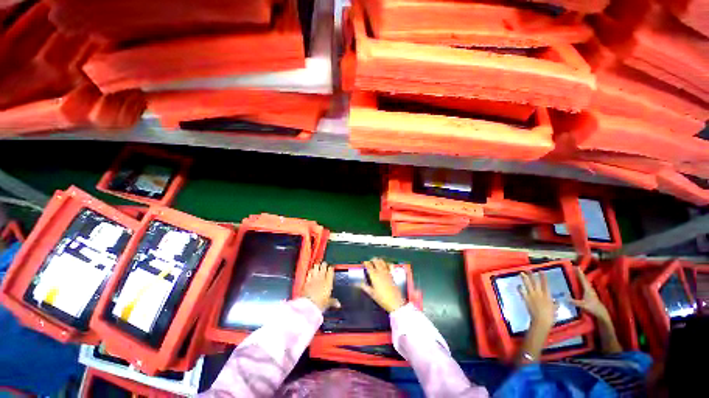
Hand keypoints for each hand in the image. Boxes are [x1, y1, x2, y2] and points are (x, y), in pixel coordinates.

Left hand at [301, 262, 340, 311]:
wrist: (309, 305)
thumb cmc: (320, 304)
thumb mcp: (328, 303)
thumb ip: (333, 301)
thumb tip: (338, 304)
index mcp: (328, 281)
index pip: (330, 270)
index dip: (331, 268)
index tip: (331, 268)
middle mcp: (321, 277)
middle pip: (323, 266)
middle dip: (324, 265)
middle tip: (324, 265)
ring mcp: (313, 278)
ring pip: (316, 267)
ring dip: (317, 266)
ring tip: (317, 267)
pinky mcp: (307, 280)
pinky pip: (309, 272)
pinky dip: (310, 271)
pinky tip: (311, 272)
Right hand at [359, 258, 405, 312]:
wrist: (394, 301)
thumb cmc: (382, 298)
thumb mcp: (372, 294)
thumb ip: (365, 287)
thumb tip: (359, 284)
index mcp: (374, 275)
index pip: (369, 266)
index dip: (366, 262)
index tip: (364, 262)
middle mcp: (380, 272)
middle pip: (376, 261)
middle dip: (372, 259)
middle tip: (370, 260)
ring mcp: (387, 272)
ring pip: (382, 262)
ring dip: (379, 260)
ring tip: (377, 260)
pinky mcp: (392, 274)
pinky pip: (389, 266)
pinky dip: (387, 263)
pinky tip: (387, 263)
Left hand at [519, 272, 557, 330]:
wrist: (542, 321)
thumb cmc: (550, 317)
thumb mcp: (555, 309)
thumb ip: (555, 304)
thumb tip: (556, 301)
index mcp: (547, 296)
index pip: (545, 285)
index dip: (543, 277)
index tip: (541, 271)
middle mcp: (539, 294)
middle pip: (535, 283)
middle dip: (532, 275)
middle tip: (529, 269)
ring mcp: (532, 296)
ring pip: (528, 285)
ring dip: (524, 279)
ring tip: (521, 273)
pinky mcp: (526, 299)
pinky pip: (522, 292)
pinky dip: (519, 288)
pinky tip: (517, 285)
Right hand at [570, 267, 610, 321]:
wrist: (601, 312)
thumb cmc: (592, 307)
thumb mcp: (582, 305)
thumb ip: (573, 301)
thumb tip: (564, 297)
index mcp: (587, 289)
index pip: (582, 279)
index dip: (579, 273)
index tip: (576, 267)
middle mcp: (589, 288)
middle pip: (584, 279)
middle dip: (580, 273)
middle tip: (576, 267)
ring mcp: (591, 290)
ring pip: (586, 281)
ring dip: (582, 276)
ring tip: (578, 273)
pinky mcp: (591, 293)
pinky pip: (586, 284)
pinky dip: (583, 281)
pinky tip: (581, 282)